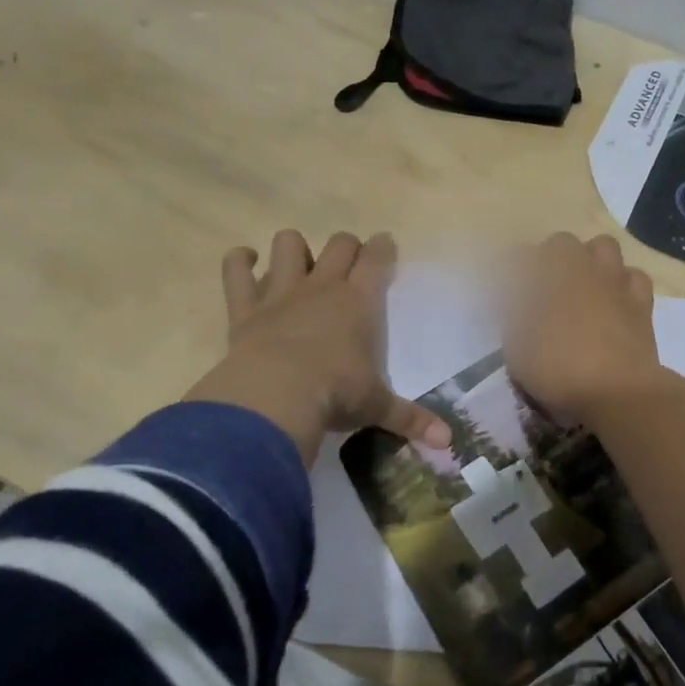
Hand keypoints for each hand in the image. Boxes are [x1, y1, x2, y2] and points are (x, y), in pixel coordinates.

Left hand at [187, 231, 451, 465]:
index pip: (377, 259)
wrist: (276, 395)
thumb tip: (448, 441)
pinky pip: (236, 270)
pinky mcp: (245, 307)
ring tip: (296, 262)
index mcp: (359, 303)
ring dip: (293, 247)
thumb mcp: (376, 407)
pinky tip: (245, 261)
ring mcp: (281, 292)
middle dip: (347, 246)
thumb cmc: (335, 395)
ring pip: (288, 244)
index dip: (383, 248)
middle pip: (339, 244)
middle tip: (348, 261)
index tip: (385, 244)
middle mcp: (322, 287)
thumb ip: (410, 419)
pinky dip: (239, 261)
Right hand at [504, 234, 663, 425]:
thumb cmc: (558, 366)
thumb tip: (514, 301)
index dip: (512, 267)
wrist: (617, 391)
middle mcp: (582, 267)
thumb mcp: (517, 346)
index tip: (506, 285)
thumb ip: (513, 317)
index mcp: (548, 273)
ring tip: (582, 284)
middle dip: (550, 256)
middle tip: (543, 285)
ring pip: (604, 247)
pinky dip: (623, 282)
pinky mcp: (642, 302)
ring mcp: (616, 281)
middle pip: (563, 243)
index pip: (522, 255)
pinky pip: (634, 277)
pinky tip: (615, 299)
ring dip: (590, 258)